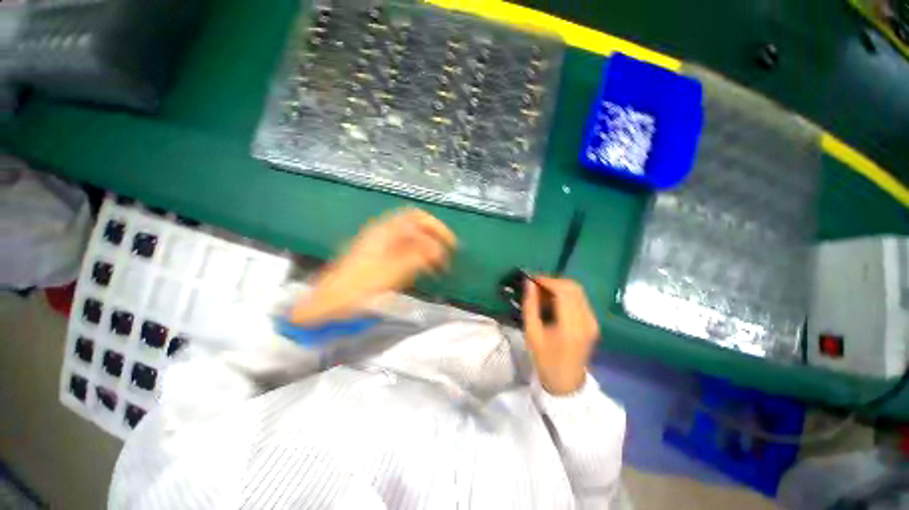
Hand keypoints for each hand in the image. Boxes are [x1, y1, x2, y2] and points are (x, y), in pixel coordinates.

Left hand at [290, 208, 456, 325]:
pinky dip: (418, 255)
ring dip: (427, 247)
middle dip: (434, 236)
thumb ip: (416, 258)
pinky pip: (404, 249)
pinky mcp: (380, 255)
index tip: (450, 245)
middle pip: (416, 225)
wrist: (330, 300)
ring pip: (411, 237)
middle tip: (448, 253)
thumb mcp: (391, 273)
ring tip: (438, 265)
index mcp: (385, 231)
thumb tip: (438, 249)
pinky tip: (423, 268)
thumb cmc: (359, 286)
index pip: (418, 218)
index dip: (437, 227)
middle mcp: (383, 232)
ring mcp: (381, 243)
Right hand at [523, 277, 599, 395]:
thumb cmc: (544, 359)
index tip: (531, 279)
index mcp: (571, 326)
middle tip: (535, 284)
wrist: (566, 382)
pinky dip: (565, 294)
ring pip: (577, 291)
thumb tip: (529, 283)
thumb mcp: (531, 333)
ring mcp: (593, 321)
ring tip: (542, 292)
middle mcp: (586, 320)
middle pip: (573, 287)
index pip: (563, 291)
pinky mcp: (593, 322)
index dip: (546, 280)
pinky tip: (553, 300)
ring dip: (559, 286)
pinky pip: (580, 299)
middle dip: (552, 281)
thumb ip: (530, 305)